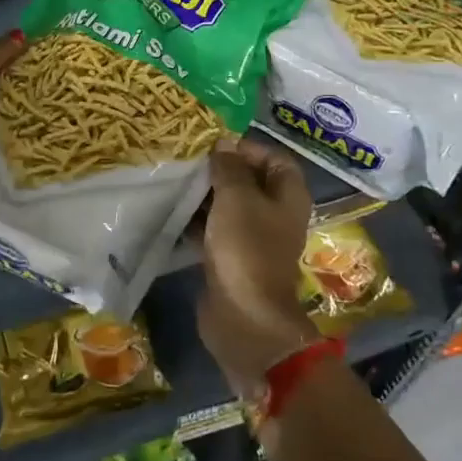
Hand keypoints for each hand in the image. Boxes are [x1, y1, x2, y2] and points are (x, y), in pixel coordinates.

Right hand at [198, 139, 319, 397]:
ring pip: (230, 206)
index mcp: (288, 196)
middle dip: (221, 170)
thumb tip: (224, 144)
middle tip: (188, 161)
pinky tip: (173, 212)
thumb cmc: (245, 248)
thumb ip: (229, 168)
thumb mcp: (235, 198)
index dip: (247, 147)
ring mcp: (255, 238)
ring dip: (206, 195)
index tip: (214, 146)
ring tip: (177, 182)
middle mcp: (276, 214)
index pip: (274, 158)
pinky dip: (198, 221)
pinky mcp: (233, 258)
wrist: (243, 316)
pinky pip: (216, 230)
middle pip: (250, 181)